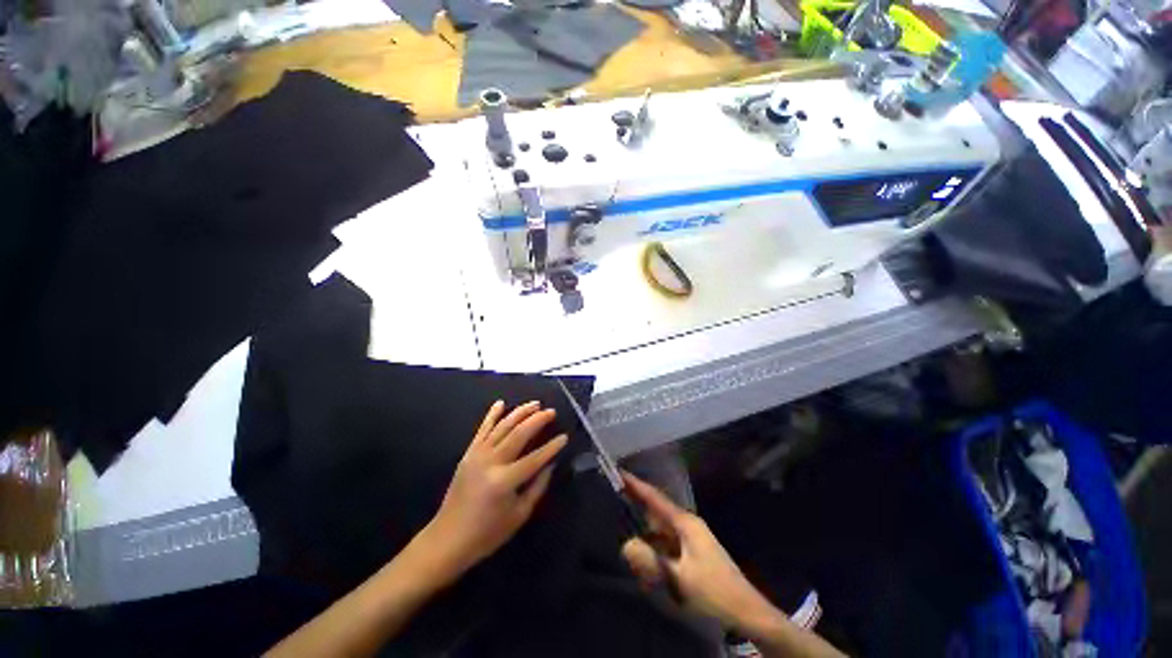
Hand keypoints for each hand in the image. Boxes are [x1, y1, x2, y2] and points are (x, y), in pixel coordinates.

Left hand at [417, 401, 567, 583]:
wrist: (447, 538)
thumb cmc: (487, 533)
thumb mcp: (519, 515)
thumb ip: (537, 487)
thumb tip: (551, 464)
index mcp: (505, 481)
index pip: (535, 458)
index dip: (552, 447)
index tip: (565, 437)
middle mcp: (492, 462)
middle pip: (519, 434)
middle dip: (538, 420)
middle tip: (551, 412)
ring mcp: (478, 455)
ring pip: (503, 426)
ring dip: (520, 412)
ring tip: (535, 404)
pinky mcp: (468, 453)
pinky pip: (482, 429)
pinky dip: (492, 414)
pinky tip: (501, 403)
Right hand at [620, 471, 777, 629]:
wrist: (748, 614)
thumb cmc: (715, 592)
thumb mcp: (680, 579)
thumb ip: (651, 562)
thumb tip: (625, 545)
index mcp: (685, 523)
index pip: (655, 498)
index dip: (636, 485)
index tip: (618, 472)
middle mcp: (687, 526)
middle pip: (656, 512)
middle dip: (636, 508)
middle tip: (613, 502)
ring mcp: (691, 540)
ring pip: (660, 532)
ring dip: (645, 536)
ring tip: (625, 535)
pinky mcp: (692, 555)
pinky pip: (666, 546)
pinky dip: (654, 551)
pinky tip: (646, 565)